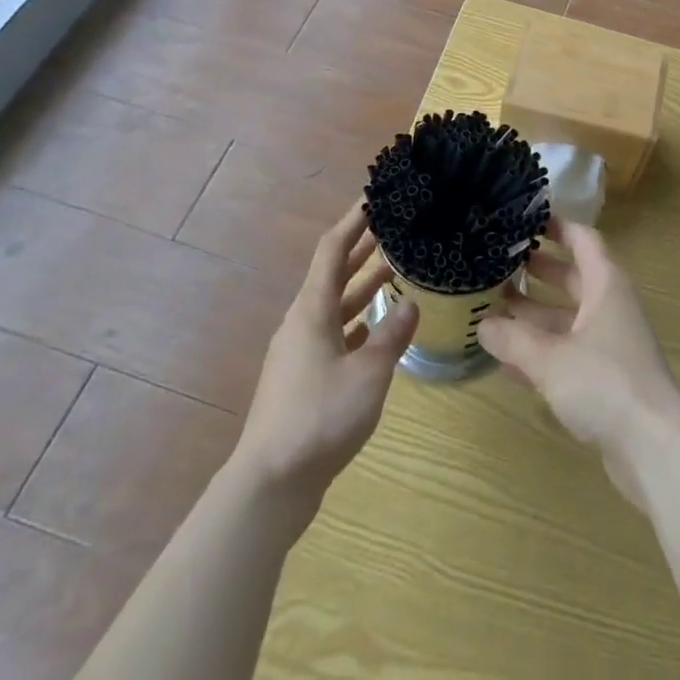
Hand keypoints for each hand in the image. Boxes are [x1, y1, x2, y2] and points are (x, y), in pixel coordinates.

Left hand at [231, 204, 418, 522]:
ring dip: (362, 285)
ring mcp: (300, 352)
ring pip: (335, 305)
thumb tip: (410, 303)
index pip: (333, 248)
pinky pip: (334, 333)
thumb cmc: (320, 416)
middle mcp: (303, 322)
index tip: (375, 196)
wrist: (270, 484)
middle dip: (361, 247)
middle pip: (333, 272)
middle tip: (393, 226)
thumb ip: (392, 335)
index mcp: (312, 310)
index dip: (354, 219)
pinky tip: (377, 328)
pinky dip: (356, 322)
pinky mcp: (303, 379)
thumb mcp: (368, 372)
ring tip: (394, 269)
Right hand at [478, 219, 679, 505]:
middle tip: (499, 263)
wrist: (654, 448)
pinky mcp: (606, 380)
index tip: (524, 218)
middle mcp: (610, 308)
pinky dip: (541, 352)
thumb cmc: (605, 383)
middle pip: (572, 278)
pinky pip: (568, 354)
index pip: (583, 240)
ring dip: (534, 315)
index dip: (556, 226)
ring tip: (492, 309)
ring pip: (567, 319)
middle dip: (537, 271)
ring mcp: (610, 345)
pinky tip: (507, 361)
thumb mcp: (550, 358)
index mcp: (605, 286)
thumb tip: (482, 324)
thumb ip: (513, 339)